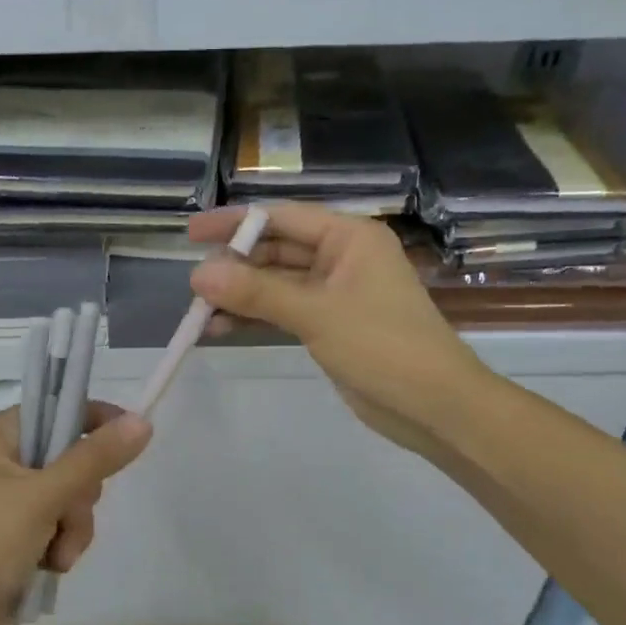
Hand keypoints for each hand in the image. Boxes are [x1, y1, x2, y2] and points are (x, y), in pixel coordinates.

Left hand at [0, 402, 151, 624]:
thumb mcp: (45, 496)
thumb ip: (95, 458)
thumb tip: (141, 422)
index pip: (54, 410)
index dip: (93, 421)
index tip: (129, 438)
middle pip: (66, 458)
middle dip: (79, 496)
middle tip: (68, 516)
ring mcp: (1, 500)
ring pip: (66, 497)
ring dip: (72, 528)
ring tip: (57, 557)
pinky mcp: (8, 535)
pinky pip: (53, 525)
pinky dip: (59, 545)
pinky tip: (50, 567)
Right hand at [187, 204, 486, 461]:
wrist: (434, 406)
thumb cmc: (383, 346)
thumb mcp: (316, 314)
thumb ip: (256, 292)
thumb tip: (198, 275)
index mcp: (349, 237)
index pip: (281, 218)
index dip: (235, 223)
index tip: (191, 235)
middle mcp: (341, 257)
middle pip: (275, 250)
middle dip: (234, 266)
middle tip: (193, 286)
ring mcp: (334, 292)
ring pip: (275, 284)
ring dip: (240, 296)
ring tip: (198, 313)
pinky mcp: (328, 324)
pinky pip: (282, 311)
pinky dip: (254, 317)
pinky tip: (218, 330)